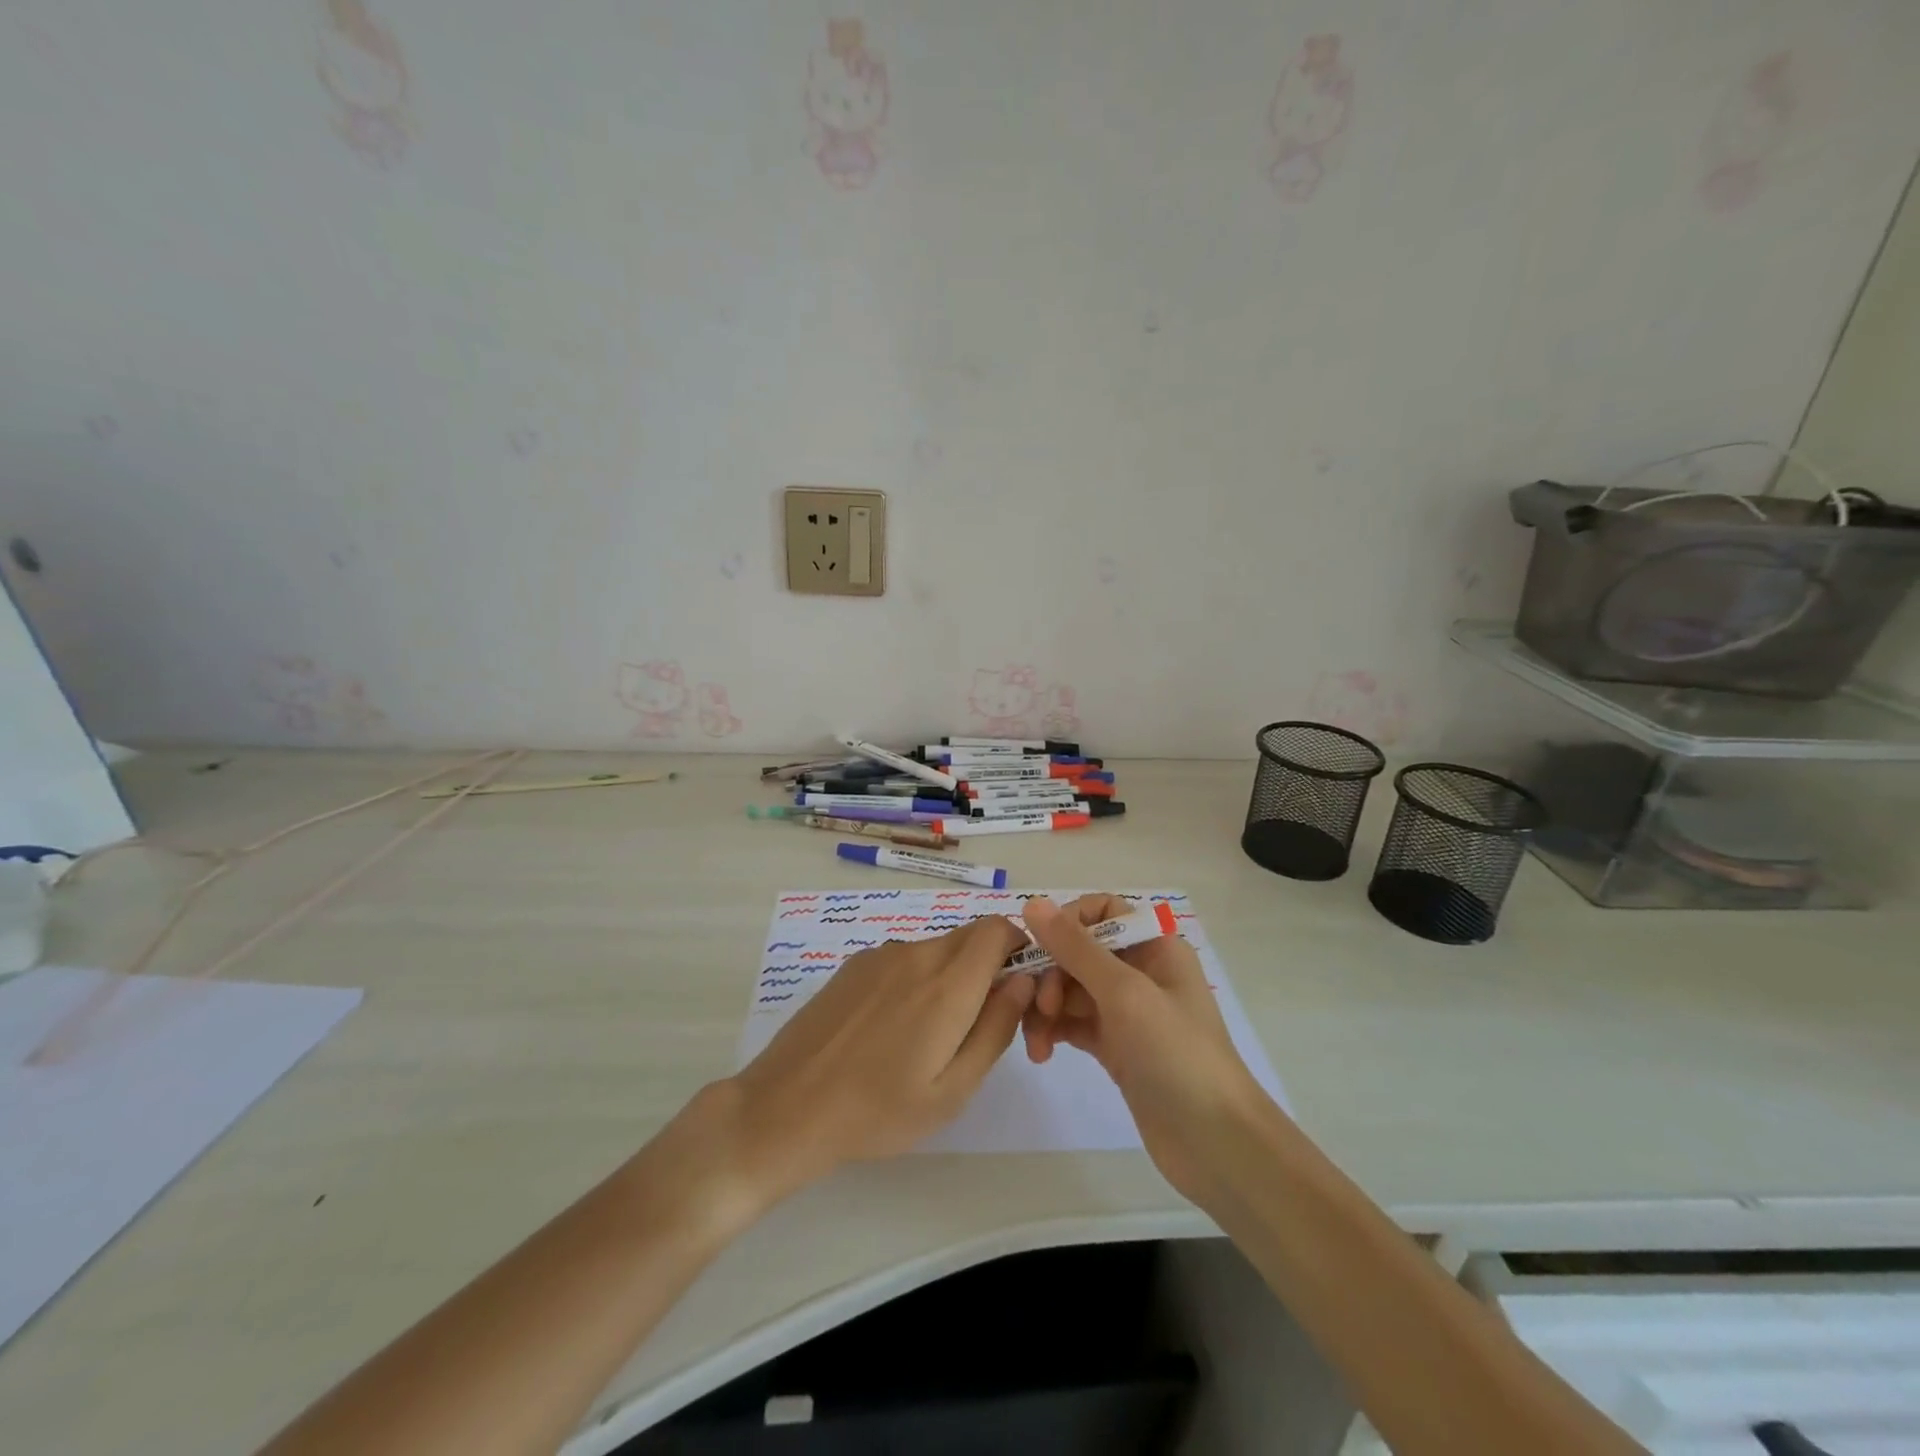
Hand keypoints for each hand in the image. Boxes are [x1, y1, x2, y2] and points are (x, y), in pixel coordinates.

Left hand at [723, 916, 1034, 1199]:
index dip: (1017, 948)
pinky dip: (916, 979)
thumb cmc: (878, 1112)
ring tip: (926, 1036)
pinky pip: (904, 958)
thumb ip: (996, 1028)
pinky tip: (889, 1028)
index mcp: (947, 984)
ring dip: (949, 975)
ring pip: (937, 948)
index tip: (1014, 989)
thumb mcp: (952, 1090)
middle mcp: (916, 954)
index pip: (998, 929)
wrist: (786, 1108)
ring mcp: (880, 955)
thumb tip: (1023, 980)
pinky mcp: (854, 964)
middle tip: (975, 1022)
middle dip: (987, 966)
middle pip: (970, 935)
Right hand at [1019, 895, 1267, 1201]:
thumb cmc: (1177, 1054)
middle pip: (1078, 951)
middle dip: (1051, 974)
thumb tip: (1032, 902)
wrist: (1216, 1144)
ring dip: (1046, 1007)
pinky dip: (1054, 1031)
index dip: (1066, 923)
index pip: (1101, 911)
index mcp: (1154, 946)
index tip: (1040, 949)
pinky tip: (1042, 1052)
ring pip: (1070, 989)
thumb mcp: (1125, 993)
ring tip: (1036, 1043)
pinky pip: (1073, 1022)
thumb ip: (1076, 947)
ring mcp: (1127, 1011)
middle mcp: (1140, 970)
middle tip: (1040, 1007)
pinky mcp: (1116, 1046)